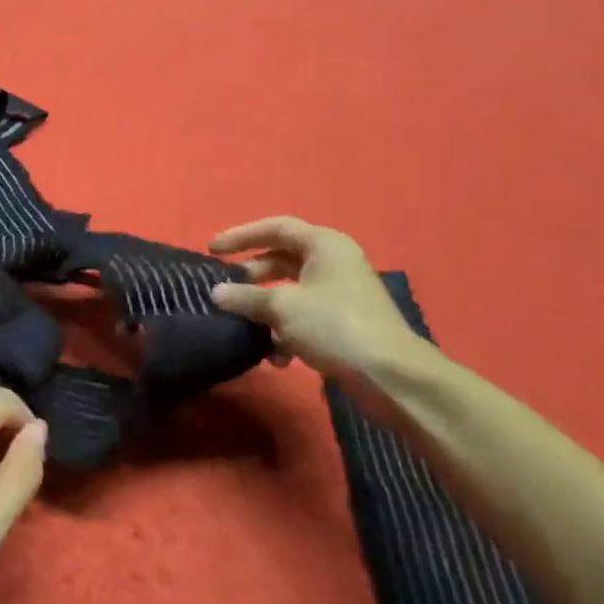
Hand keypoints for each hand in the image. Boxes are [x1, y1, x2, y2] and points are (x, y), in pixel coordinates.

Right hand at [209, 216, 434, 383]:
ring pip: (291, 290)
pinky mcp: (344, 322)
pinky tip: (275, 356)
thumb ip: (246, 297)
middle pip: (282, 259)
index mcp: (324, 244)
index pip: (275, 227)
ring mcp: (341, 292)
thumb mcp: (283, 308)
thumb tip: (217, 293)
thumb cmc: (335, 326)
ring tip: (245, 325)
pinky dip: (286, 330)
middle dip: (252, 276)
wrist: (391, 376)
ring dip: (266, 308)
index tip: (212, 250)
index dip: (241, 236)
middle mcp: (334, 261)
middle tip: (226, 290)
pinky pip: (305, 315)